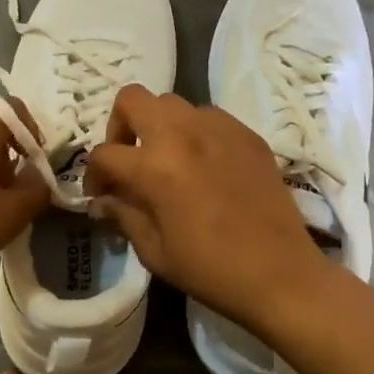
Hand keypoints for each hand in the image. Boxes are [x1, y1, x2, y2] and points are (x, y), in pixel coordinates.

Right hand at [86, 86, 328, 329]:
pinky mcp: (247, 134)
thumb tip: (103, 201)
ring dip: (159, 126)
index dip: (94, 175)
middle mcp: (183, 134)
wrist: (280, 274)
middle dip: (120, 126)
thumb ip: (123, 216)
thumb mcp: (154, 251)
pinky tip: (204, 164)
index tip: (102, 195)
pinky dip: (195, 132)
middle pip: (133, 99)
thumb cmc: (210, 270)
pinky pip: (209, 117)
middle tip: (129, 159)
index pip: (104, 153)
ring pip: (173, 103)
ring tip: (168, 159)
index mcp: (154, 166)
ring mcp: (219, 129)